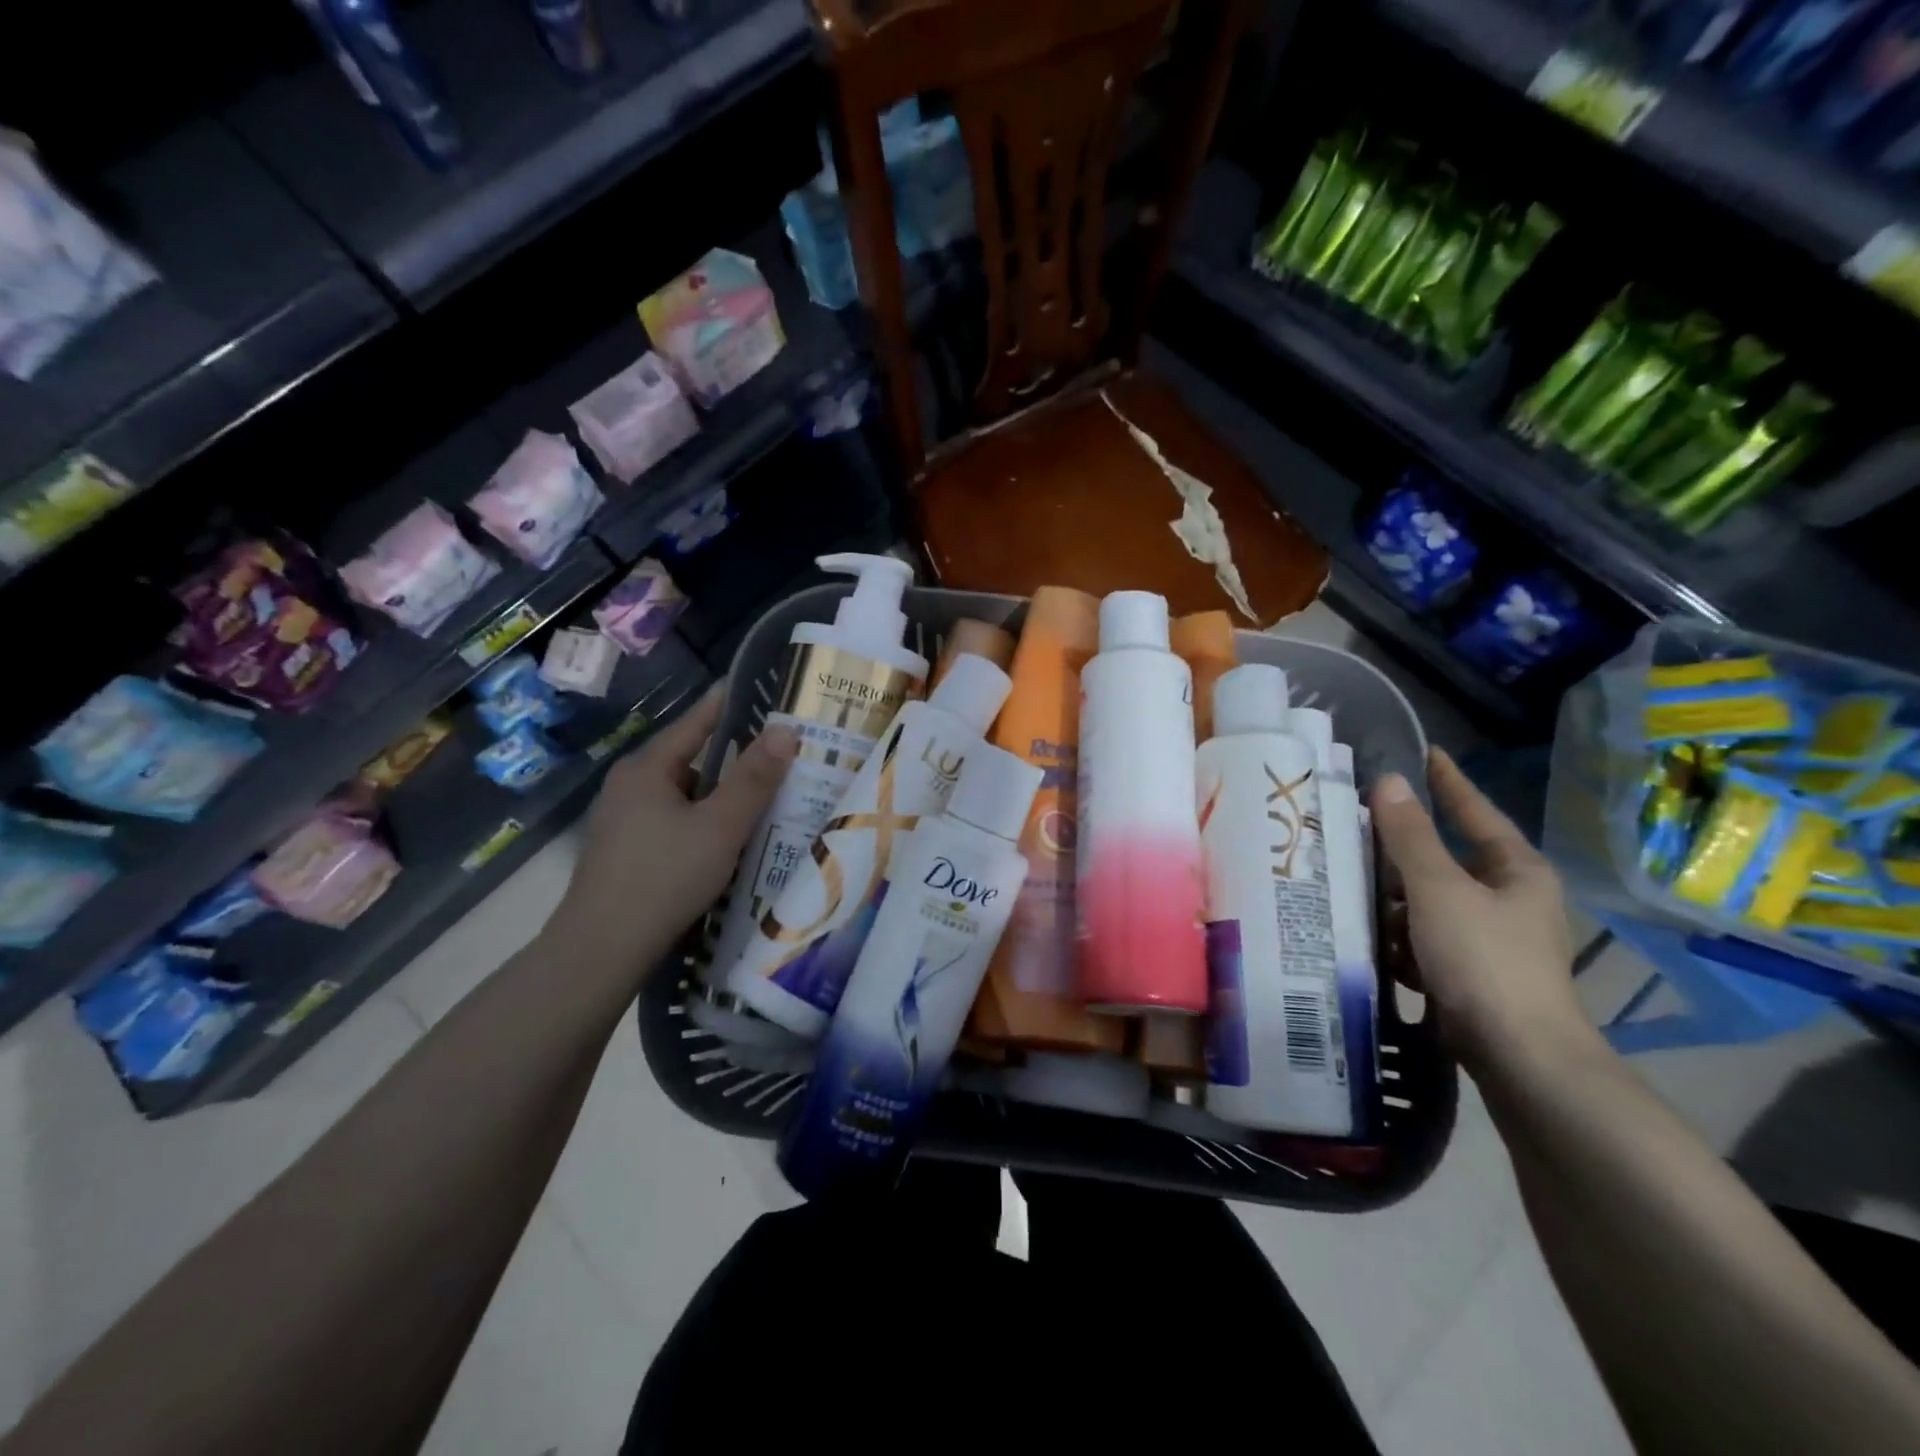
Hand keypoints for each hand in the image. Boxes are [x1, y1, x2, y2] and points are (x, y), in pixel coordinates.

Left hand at [549, 684, 796, 972]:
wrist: (600, 951)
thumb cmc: (664, 878)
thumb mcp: (721, 826)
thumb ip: (755, 778)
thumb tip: (786, 729)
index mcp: (647, 768)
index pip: (697, 721)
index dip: (732, 704)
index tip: (765, 690)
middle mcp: (630, 785)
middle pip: (693, 760)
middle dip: (736, 759)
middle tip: (782, 757)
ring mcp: (622, 820)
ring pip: (685, 796)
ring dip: (721, 797)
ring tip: (766, 801)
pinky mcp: (625, 851)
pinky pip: (675, 821)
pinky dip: (704, 822)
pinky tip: (729, 841)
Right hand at [1371, 748, 1591, 1071]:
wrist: (1520, 1058)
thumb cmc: (1484, 961)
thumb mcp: (1438, 890)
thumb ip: (1410, 836)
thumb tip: (1390, 781)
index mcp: (1516, 871)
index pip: (1476, 810)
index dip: (1448, 781)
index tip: (1424, 751)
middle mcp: (1510, 899)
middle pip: (1446, 858)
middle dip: (1401, 851)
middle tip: (1356, 828)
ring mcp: (1493, 939)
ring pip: (1431, 901)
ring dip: (1395, 899)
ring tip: (1352, 891)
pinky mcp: (1474, 974)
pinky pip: (1428, 938)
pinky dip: (1403, 937)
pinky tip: (1376, 944)